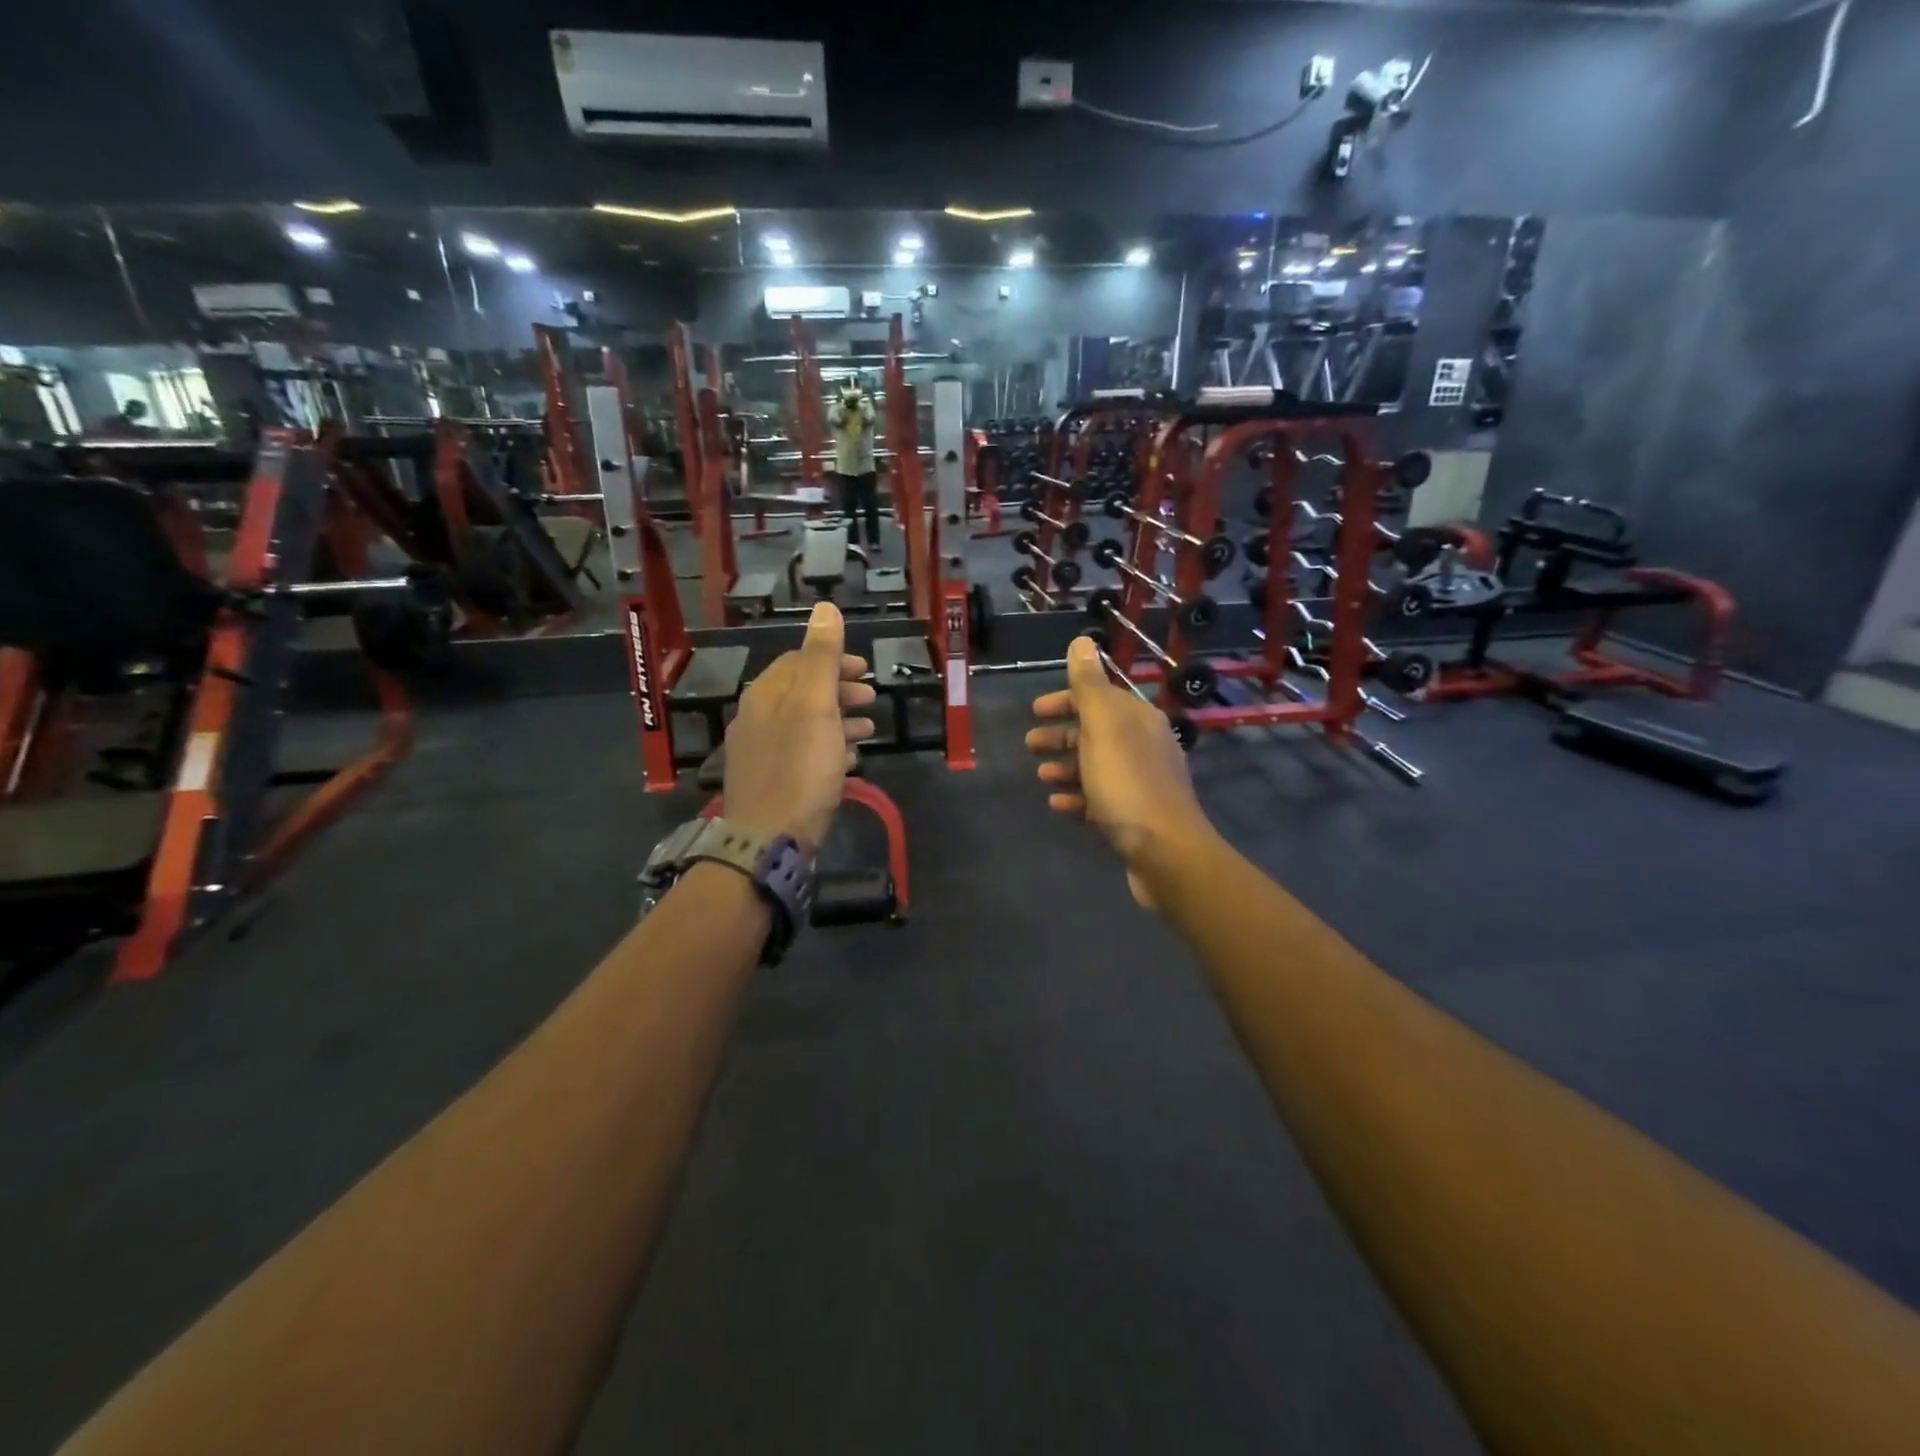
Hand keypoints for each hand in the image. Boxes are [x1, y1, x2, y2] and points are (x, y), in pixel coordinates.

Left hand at [723, 602, 876, 856]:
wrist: (768, 841)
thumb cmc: (798, 769)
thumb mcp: (815, 706)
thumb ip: (822, 657)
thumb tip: (825, 606)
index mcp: (764, 696)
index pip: (796, 662)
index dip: (832, 660)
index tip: (865, 669)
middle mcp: (756, 720)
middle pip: (801, 693)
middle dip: (839, 690)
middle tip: (873, 697)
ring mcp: (761, 755)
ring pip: (804, 725)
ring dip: (839, 720)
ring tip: (870, 727)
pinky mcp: (771, 785)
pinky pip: (803, 755)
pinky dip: (828, 748)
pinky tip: (849, 761)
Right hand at [1026, 634, 1214, 909]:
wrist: (1166, 852)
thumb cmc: (1128, 784)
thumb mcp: (1103, 727)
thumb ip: (1089, 685)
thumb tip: (1082, 641)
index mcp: (1137, 720)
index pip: (1099, 697)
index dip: (1066, 700)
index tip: (1035, 710)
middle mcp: (1143, 746)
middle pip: (1096, 731)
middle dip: (1061, 734)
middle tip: (1029, 744)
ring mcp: (1140, 783)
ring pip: (1096, 766)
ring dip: (1066, 766)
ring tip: (1041, 776)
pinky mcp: (1134, 816)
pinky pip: (1099, 798)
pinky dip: (1076, 797)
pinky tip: (1057, 804)